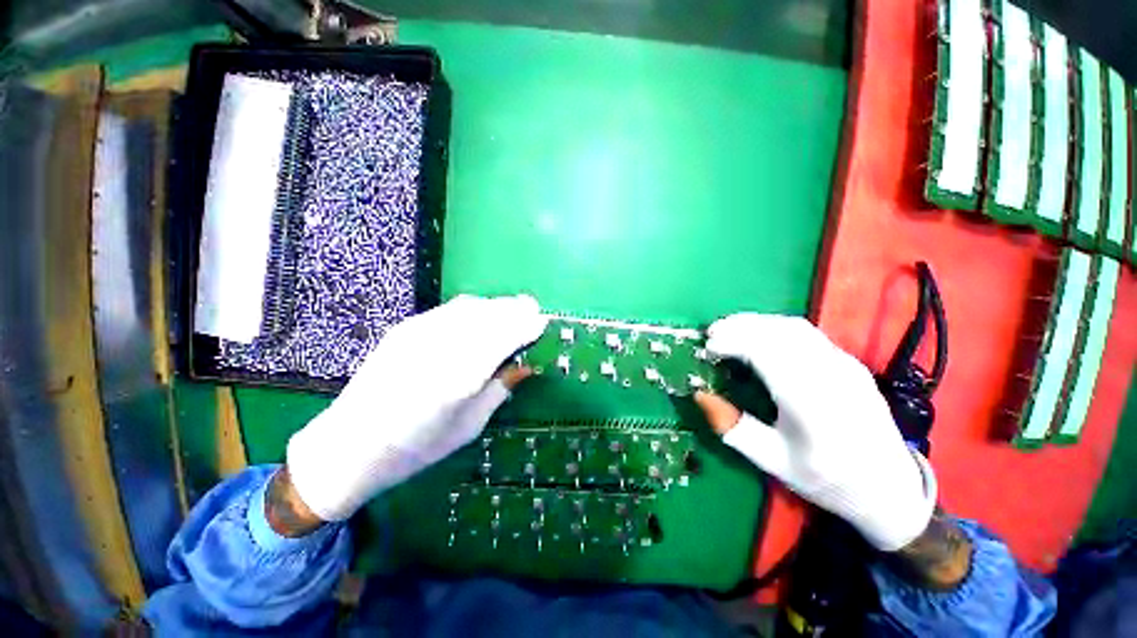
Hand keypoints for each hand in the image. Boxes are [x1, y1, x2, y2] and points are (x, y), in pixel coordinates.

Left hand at [286, 295, 547, 521]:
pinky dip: (475, 308)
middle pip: (489, 315)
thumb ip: (499, 389)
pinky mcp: (406, 327)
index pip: (504, 338)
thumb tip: (526, 365)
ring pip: (471, 306)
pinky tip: (480, 316)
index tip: (543, 323)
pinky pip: (451, 309)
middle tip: (532, 311)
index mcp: (459, 378)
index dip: (526, 326)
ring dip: (497, 306)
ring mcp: (419, 333)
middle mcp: (440, 347)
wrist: (350, 444)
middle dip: (515, 310)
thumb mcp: (469, 426)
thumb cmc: (417, 448)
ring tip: (512, 310)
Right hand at [694, 314, 936, 550]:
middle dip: (740, 325)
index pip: (770, 355)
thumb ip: (734, 429)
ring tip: (729, 329)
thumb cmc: (827, 480)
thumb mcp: (774, 463)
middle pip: (782, 332)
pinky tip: (758, 336)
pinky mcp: (849, 362)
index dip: (734, 342)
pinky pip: (806, 332)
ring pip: (795, 327)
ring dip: (756, 322)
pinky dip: (773, 326)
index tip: (708, 347)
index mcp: (813, 408)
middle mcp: (833, 378)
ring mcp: (846, 366)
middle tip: (712, 333)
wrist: (891, 488)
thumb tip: (701, 395)